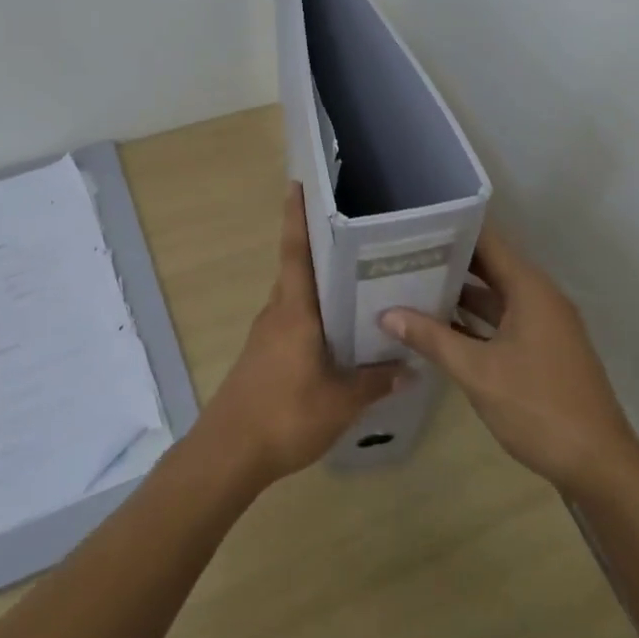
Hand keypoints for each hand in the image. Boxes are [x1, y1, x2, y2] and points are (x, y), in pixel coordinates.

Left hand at [196, 184, 409, 487]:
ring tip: (357, 280)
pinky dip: (313, 315)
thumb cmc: (285, 415)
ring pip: (296, 297)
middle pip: (298, 270)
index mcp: (294, 311)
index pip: (296, 252)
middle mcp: (277, 313)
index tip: (297, 184)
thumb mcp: (340, 402)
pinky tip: (337, 332)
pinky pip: (292, 321)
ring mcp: (266, 334)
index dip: (297, 217)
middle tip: (356, 232)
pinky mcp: (263, 355)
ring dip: (319, 285)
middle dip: (320, 247)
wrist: (229, 454)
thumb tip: (410, 367)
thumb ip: (375, 382)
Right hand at [382, 230, 638, 495]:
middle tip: (402, 253)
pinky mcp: (542, 350)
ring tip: (411, 283)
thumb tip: (387, 314)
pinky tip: (439, 326)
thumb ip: (432, 339)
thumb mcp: (477, 372)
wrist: (598, 464)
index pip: (488, 241)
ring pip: (495, 296)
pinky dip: (474, 320)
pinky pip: (503, 321)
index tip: (415, 224)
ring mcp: (543, 325)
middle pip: (490, 266)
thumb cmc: (538, 407)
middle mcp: (539, 298)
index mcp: (530, 289)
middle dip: (449, 260)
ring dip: (459, 293)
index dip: (453, 229)